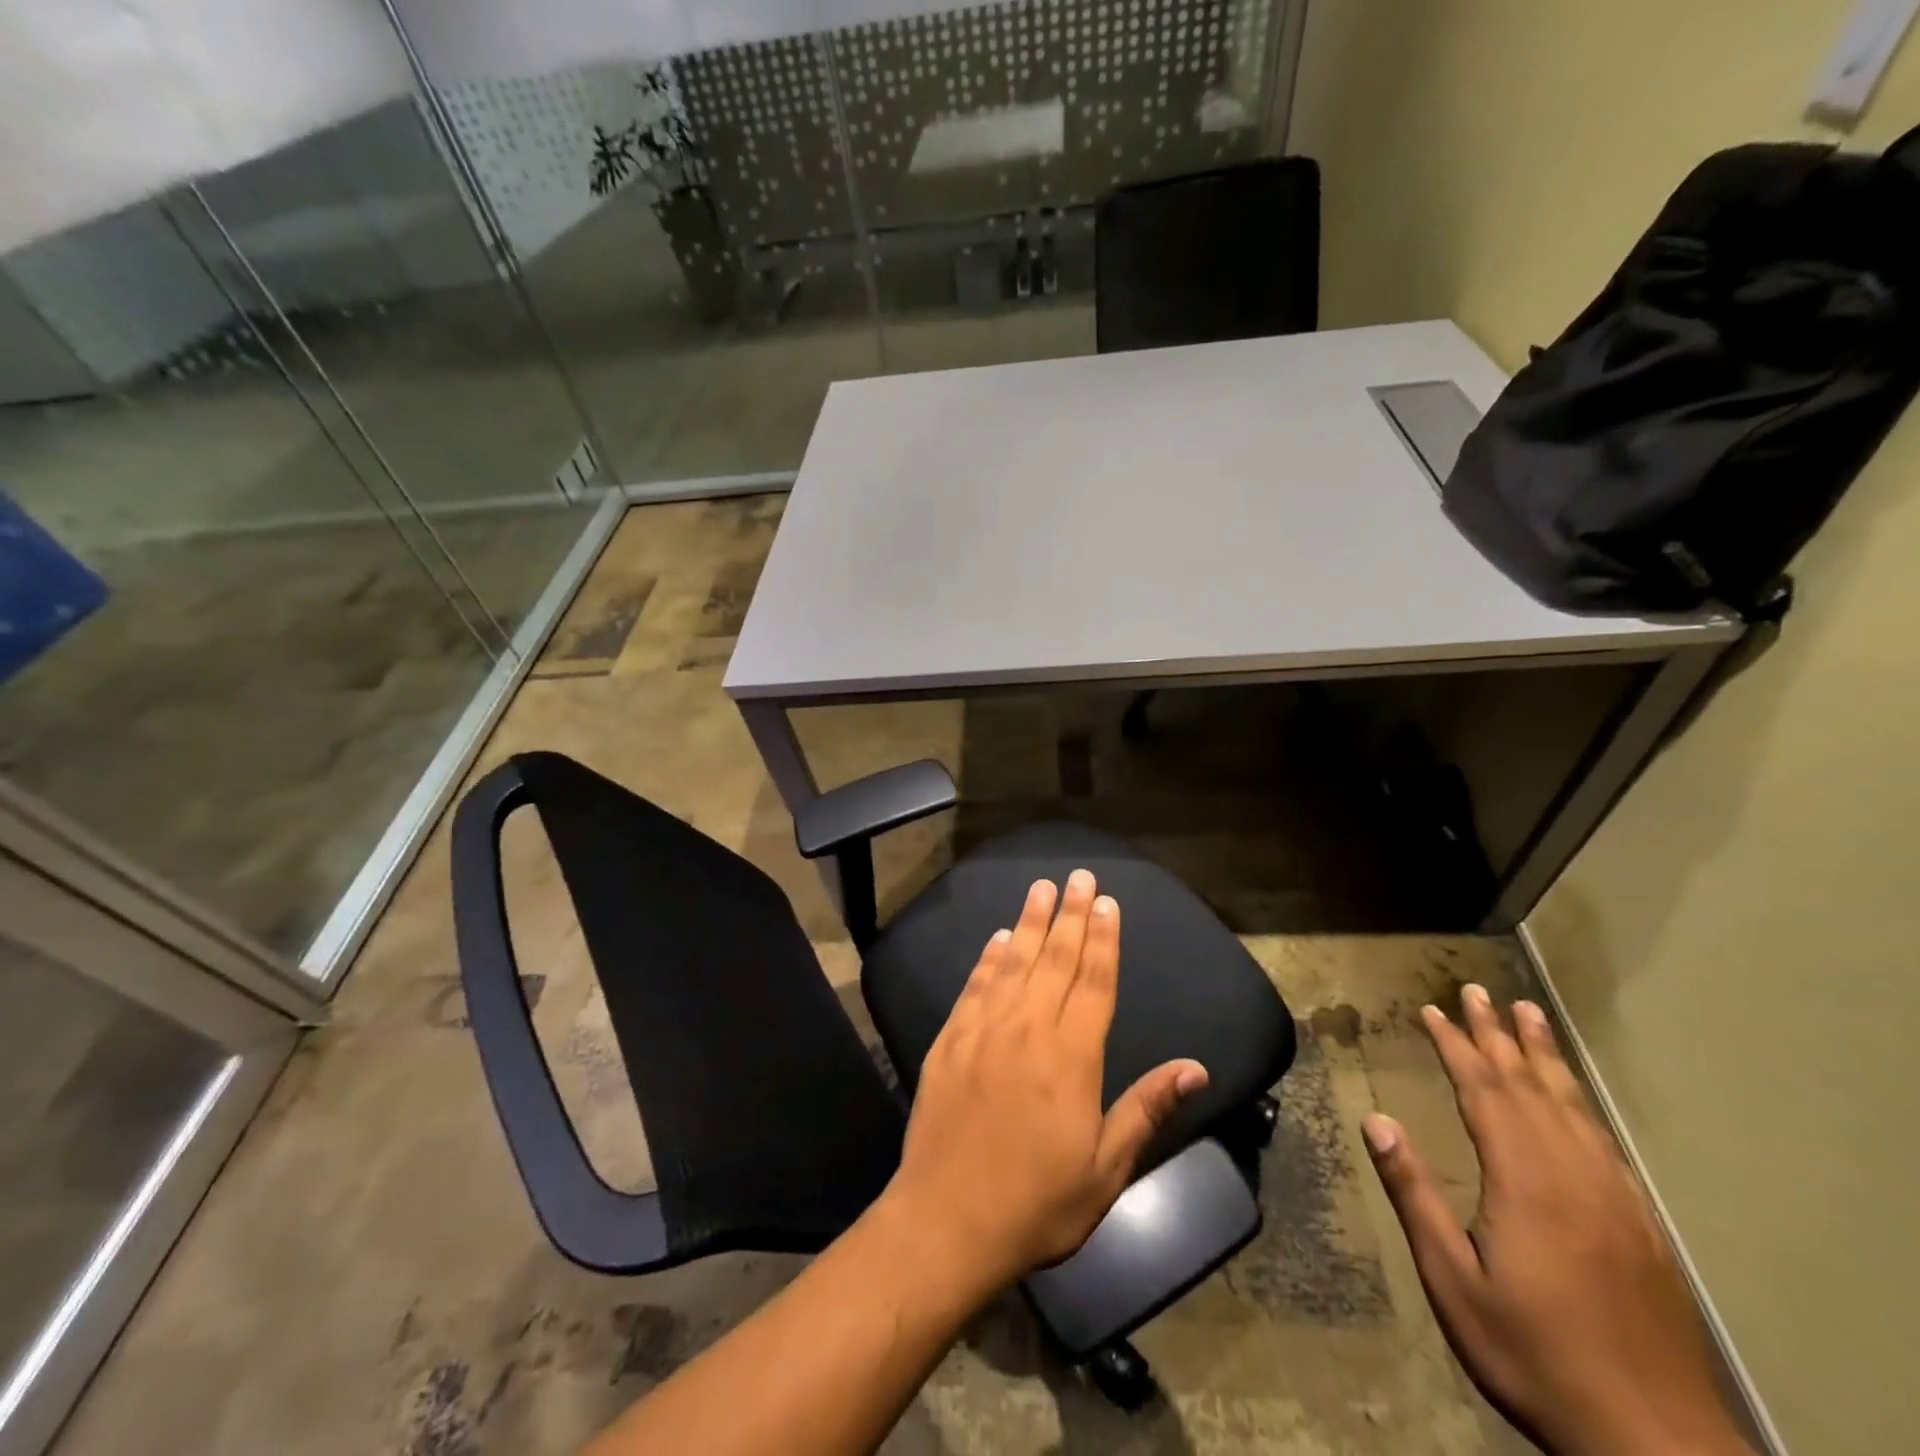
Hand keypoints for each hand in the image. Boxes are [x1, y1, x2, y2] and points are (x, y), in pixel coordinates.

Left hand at [880, 870, 1208, 1294]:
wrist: (947, 1220)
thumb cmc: (1037, 1202)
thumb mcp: (1107, 1169)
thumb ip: (1147, 1109)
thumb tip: (1195, 1068)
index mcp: (1072, 1056)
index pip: (1094, 981)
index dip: (1103, 939)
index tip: (1107, 902)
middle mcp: (1028, 1028)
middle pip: (1055, 959)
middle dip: (1070, 914)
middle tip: (1079, 876)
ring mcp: (984, 1030)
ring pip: (1013, 962)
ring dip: (1029, 922)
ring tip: (1041, 887)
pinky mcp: (949, 1040)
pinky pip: (974, 986)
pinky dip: (987, 958)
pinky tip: (996, 938)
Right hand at [1363, 986, 1751, 1455]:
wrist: (1655, 1440)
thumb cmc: (1533, 1352)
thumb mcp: (1453, 1279)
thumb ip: (1413, 1194)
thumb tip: (1374, 1119)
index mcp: (1524, 1180)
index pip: (1483, 1091)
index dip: (1455, 1045)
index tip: (1431, 1010)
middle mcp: (1571, 1173)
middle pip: (1528, 1085)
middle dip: (1498, 1034)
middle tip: (1476, 990)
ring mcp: (1612, 1196)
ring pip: (1571, 1105)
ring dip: (1543, 1055)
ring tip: (1528, 1015)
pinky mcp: (1638, 1222)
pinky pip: (1603, 1140)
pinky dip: (1580, 1102)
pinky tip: (1573, 1096)